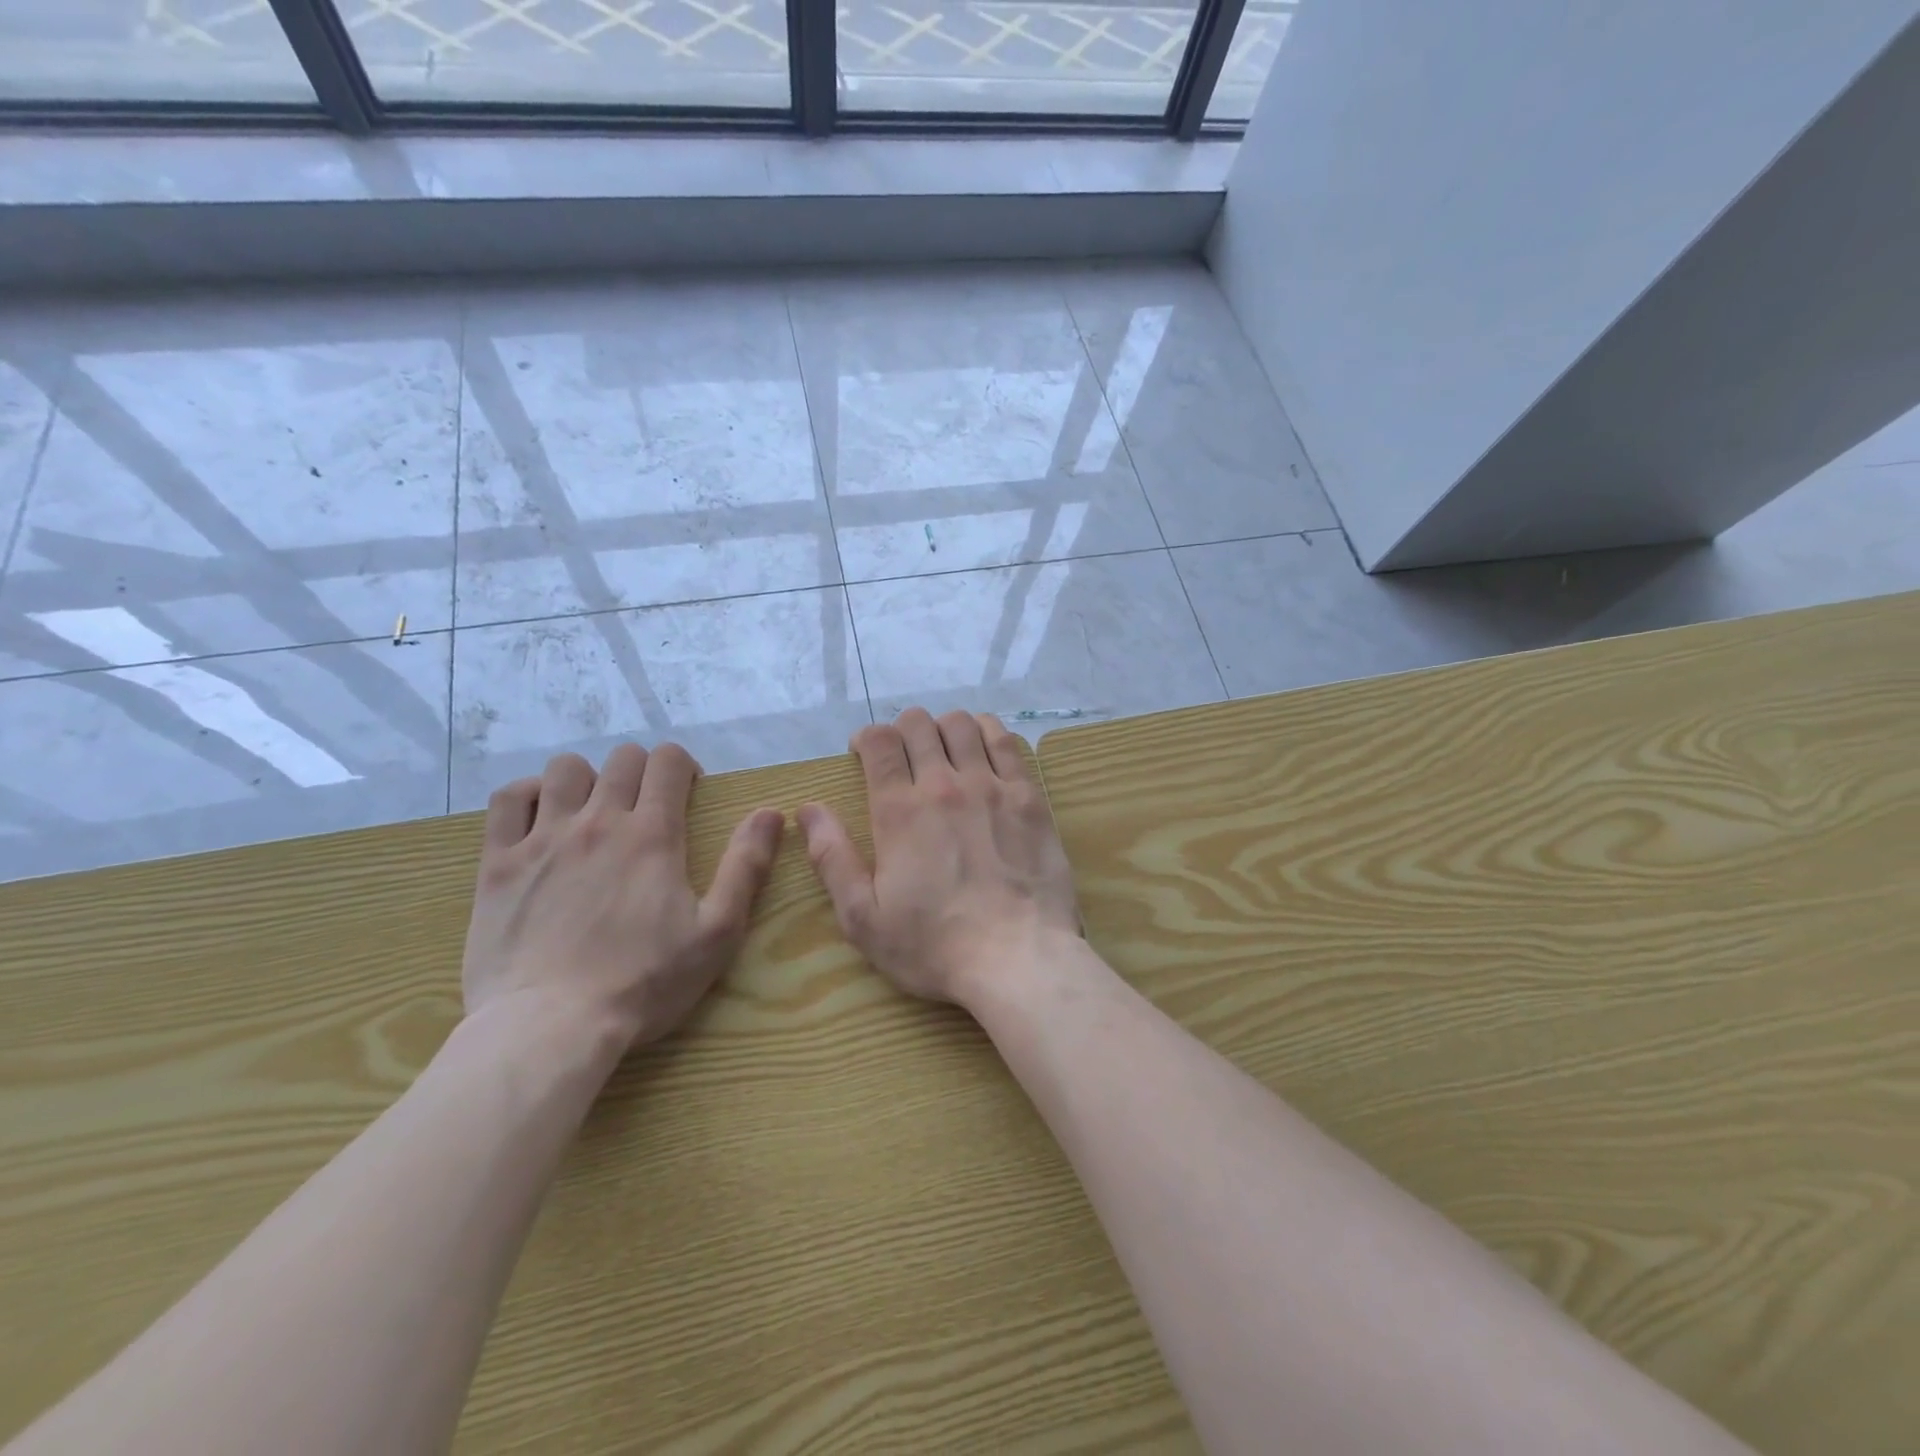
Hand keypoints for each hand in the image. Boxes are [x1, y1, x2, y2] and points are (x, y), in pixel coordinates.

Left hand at [462, 743, 783, 1049]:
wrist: (549, 1027)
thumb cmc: (643, 982)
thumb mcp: (717, 932)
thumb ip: (746, 866)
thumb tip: (771, 812)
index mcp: (653, 834)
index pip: (668, 761)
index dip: (683, 767)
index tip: (688, 794)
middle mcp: (598, 820)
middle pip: (622, 758)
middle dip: (642, 771)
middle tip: (647, 807)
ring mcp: (543, 838)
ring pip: (564, 769)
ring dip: (587, 779)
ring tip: (593, 811)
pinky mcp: (498, 863)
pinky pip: (508, 798)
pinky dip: (528, 795)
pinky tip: (540, 817)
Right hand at [796, 708, 1080, 1006]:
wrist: (1018, 959)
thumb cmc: (934, 946)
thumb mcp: (864, 918)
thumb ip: (832, 859)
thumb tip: (808, 811)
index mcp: (899, 811)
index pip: (880, 742)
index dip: (867, 738)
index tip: (863, 753)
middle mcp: (944, 785)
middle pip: (919, 725)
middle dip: (902, 730)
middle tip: (902, 756)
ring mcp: (991, 786)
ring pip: (962, 725)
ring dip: (944, 728)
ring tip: (942, 751)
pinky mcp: (1028, 797)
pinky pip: (1006, 742)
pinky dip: (988, 732)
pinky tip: (982, 747)